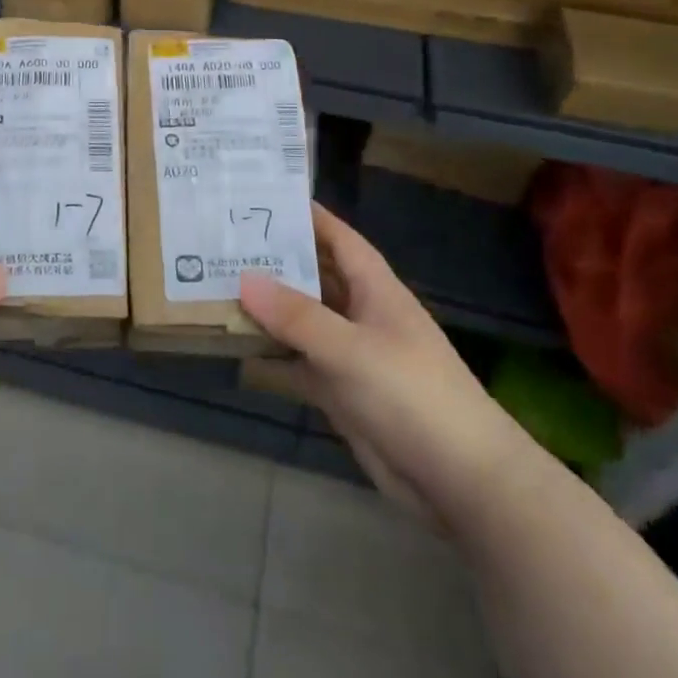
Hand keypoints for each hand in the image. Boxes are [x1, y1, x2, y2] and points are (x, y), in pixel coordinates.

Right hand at [239, 203, 526, 524]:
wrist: (460, 480)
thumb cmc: (411, 394)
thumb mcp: (351, 348)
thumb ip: (297, 315)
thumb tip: (244, 278)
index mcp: (375, 289)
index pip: (339, 239)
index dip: (308, 217)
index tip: (265, 197)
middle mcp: (361, 315)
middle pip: (314, 278)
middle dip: (275, 262)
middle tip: (223, 243)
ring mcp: (351, 355)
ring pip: (302, 322)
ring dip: (268, 310)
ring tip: (217, 288)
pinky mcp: (342, 393)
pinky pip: (299, 364)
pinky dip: (272, 357)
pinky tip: (235, 350)